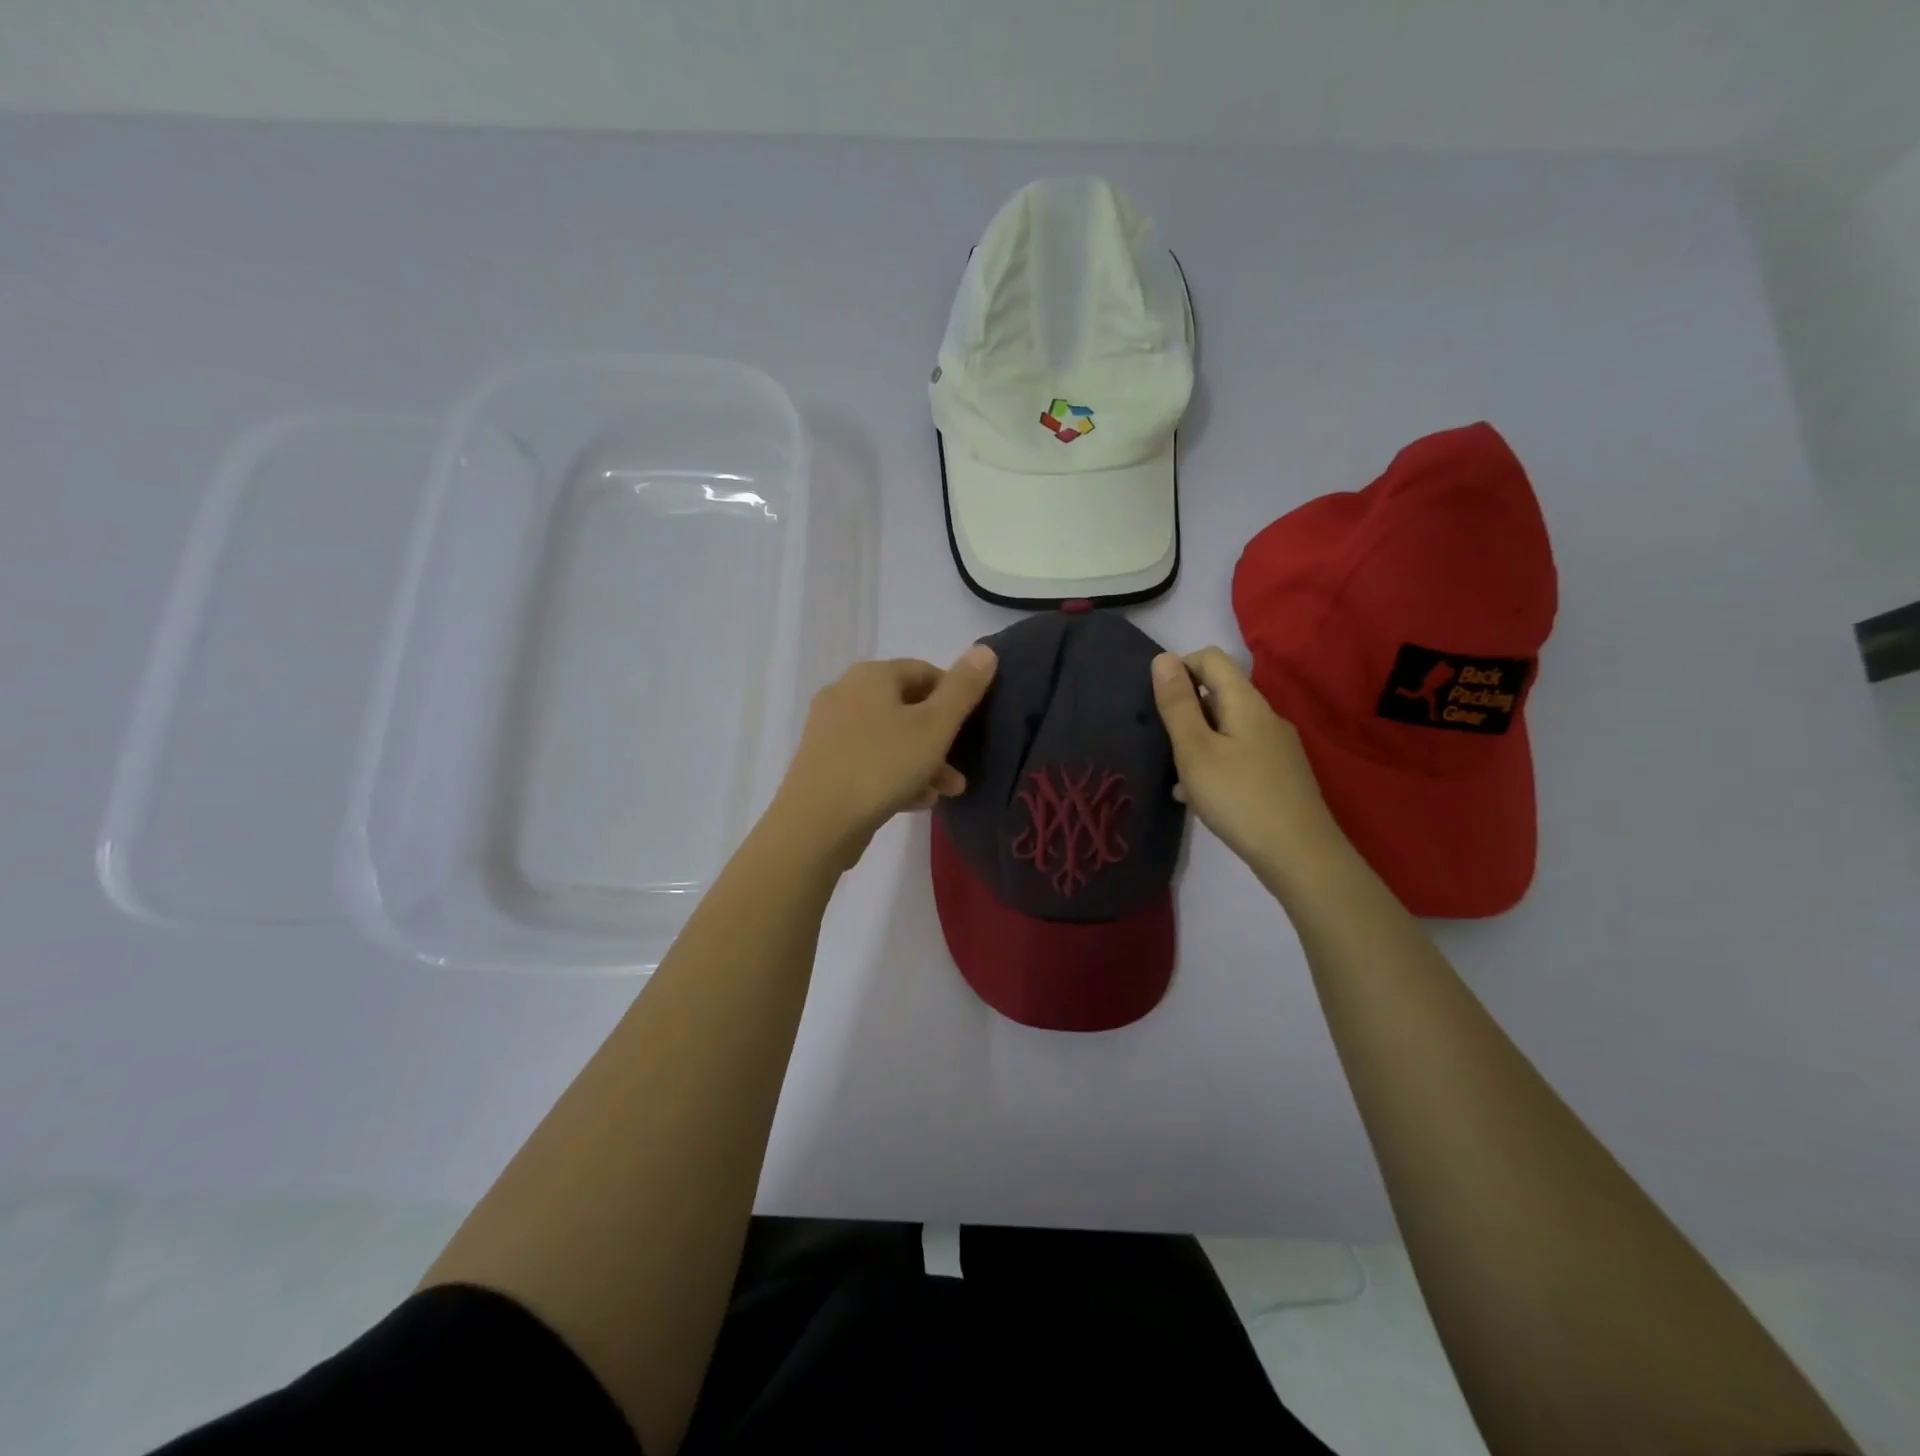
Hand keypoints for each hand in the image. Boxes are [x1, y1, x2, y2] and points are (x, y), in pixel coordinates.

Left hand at [769, 645, 997, 869]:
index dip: (954, 696)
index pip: (924, 671)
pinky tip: (914, 802)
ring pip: (889, 738)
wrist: (816, 822)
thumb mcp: (935, 727)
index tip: (972, 728)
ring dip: (922, 762)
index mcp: (871, 675)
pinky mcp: (822, 763)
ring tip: (945, 793)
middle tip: (961, 771)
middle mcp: (845, 693)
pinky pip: (868, 760)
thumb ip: (963, 689)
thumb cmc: (882, 765)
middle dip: (940, 739)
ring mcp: (830, 730)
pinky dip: (894, 775)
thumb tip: (985, 650)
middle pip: (906, 708)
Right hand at [1151, 647, 1346, 882]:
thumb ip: (1177, 704)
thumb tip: (1162, 658)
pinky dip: (1214, 764)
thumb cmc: (1239, 797)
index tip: (1156, 702)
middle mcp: (1266, 717)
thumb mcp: (1195, 750)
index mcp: (1246, 702)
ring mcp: (1276, 748)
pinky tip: (1198, 796)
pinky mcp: (1279, 775)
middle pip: (1219, 693)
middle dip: (1185, 709)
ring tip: (1174, 773)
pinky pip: (1238, 754)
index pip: (1211, 659)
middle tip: (1160, 741)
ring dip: (1196, 741)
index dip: (1179, 668)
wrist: (1300, 855)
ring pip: (1226, 728)